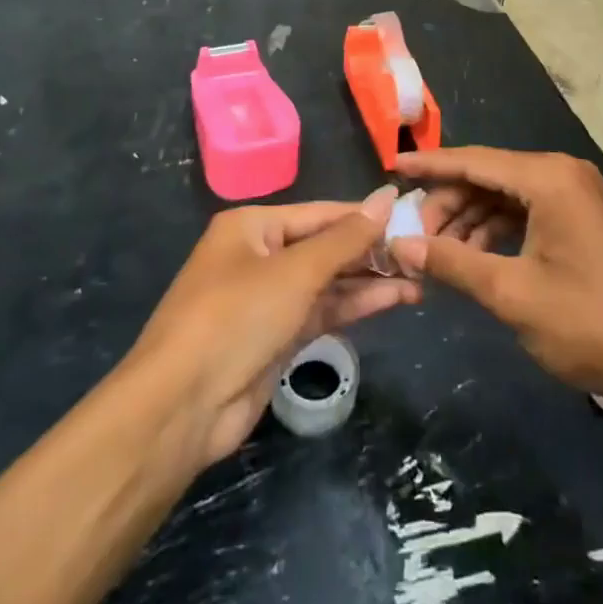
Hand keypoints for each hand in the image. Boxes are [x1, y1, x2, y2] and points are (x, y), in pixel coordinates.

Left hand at [127, 190, 419, 466]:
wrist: (182, 407)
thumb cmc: (237, 317)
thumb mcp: (296, 271)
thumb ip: (346, 238)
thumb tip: (388, 196)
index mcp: (252, 226)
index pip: (321, 213)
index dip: (365, 215)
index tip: (411, 214)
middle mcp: (259, 256)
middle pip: (325, 246)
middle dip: (370, 251)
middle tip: (420, 252)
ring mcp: (267, 299)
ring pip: (327, 282)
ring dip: (368, 281)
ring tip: (418, 279)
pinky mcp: (275, 337)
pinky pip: (321, 311)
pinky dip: (353, 306)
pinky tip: (392, 300)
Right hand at [390, 149, 602, 420]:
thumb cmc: (589, 323)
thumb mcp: (511, 293)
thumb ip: (452, 262)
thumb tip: (399, 245)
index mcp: (548, 178)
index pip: (474, 160)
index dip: (429, 165)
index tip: (391, 165)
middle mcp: (562, 174)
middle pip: (489, 176)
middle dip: (449, 203)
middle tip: (413, 237)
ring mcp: (576, 196)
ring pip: (506, 196)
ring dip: (470, 221)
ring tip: (439, 255)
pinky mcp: (583, 219)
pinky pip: (527, 212)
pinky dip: (497, 231)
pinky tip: (474, 259)